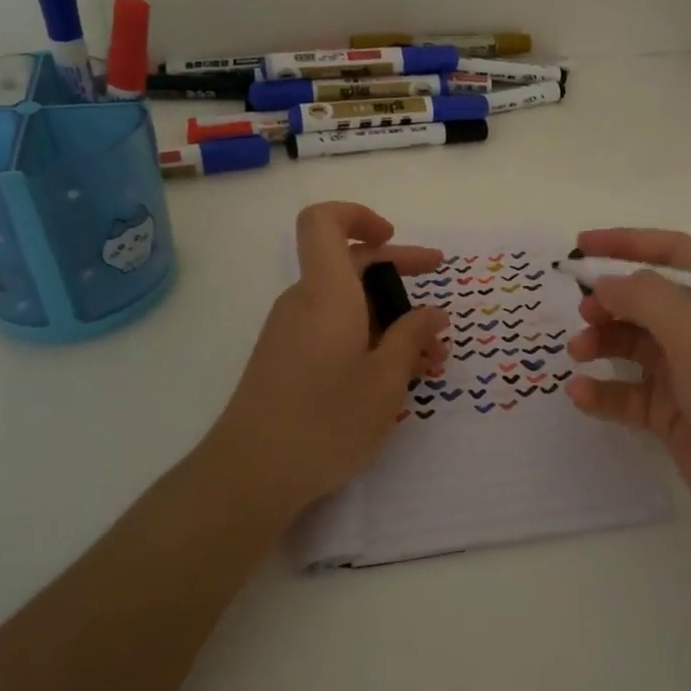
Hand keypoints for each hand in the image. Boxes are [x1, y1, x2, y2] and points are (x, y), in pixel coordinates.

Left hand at [204, 203, 446, 517]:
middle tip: (438, 305)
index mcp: (326, 293)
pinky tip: (395, 377)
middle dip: (399, 276)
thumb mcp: (386, 380)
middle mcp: (303, 302)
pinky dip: (367, 339)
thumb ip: (412, 338)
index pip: (324, 222)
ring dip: (390, 320)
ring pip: (346, 304)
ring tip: (429, 360)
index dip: (359, 216)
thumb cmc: (327, 420)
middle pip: (347, 265)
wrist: (252, 474)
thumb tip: (433, 313)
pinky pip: (332, 330)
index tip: (393, 238)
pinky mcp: (286, 360)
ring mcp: (290, 332)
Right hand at [565, 229, 690, 550]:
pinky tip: (580, 394)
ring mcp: (686, 374)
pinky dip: (602, 391)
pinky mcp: (670, 415)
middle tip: (582, 311)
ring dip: (601, 343)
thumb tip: (605, 283)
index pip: (672, 254)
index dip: (628, 243)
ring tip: (578, 352)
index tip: (581, 247)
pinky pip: (627, 393)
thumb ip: (646, 298)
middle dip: (609, 300)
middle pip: (646, 301)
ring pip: (631, 346)